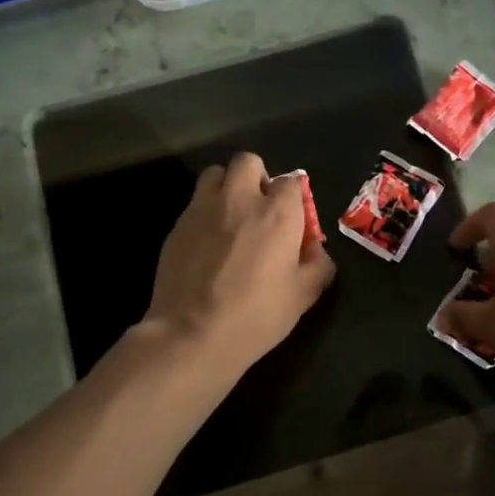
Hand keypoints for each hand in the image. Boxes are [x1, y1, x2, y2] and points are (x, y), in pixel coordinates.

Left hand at [143, 152, 334, 374]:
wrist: (193, 333)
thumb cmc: (257, 315)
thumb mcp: (303, 296)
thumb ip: (317, 265)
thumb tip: (315, 250)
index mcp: (277, 213)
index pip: (292, 182)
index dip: (295, 199)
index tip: (294, 222)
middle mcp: (240, 199)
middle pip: (249, 162)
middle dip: (257, 177)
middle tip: (260, 209)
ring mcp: (203, 208)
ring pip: (215, 174)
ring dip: (226, 187)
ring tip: (230, 217)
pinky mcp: (177, 225)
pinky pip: (195, 203)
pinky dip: (205, 213)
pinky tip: (207, 244)